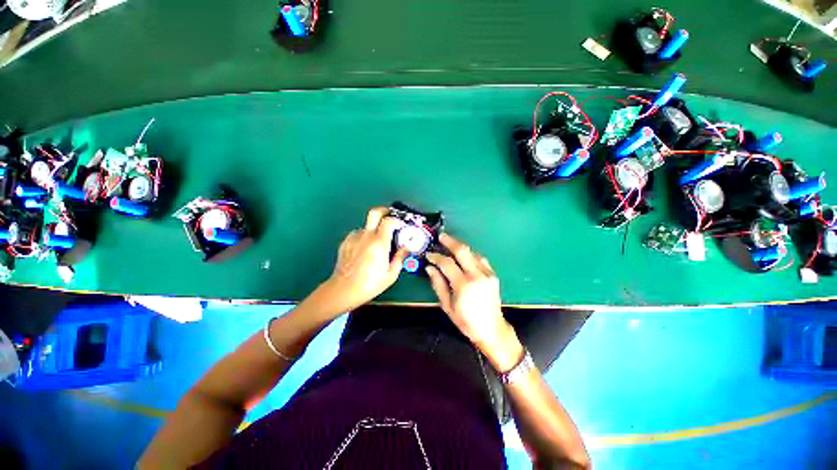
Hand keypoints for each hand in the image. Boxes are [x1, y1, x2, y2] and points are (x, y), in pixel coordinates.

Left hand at [321, 207, 408, 312]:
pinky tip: (367, 249)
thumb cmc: (369, 284)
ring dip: (374, 228)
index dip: (398, 220)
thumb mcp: (391, 274)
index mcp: (379, 243)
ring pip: (367, 225)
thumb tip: (406, 248)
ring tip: (378, 241)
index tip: (402, 226)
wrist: (343, 290)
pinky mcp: (346, 242)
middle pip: (375, 212)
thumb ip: (400, 257)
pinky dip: (365, 237)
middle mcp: (366, 236)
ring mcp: (354, 238)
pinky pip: (359, 234)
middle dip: (385, 210)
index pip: (389, 221)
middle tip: (391, 216)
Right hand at [426, 233, 522, 371]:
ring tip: (450, 244)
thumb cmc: (466, 321)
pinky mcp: (493, 274)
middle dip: (450, 241)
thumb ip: (438, 284)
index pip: (447, 263)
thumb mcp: (447, 305)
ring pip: (472, 252)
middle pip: (462, 251)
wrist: (492, 329)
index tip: (429, 254)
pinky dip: (471, 254)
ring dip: (461, 246)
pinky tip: (464, 255)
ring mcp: (487, 273)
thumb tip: (430, 268)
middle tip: (441, 236)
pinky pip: (481, 258)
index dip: (436, 256)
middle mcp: (477, 275)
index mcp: (463, 285)